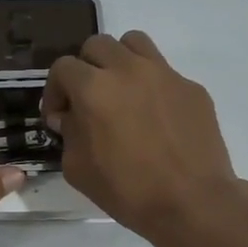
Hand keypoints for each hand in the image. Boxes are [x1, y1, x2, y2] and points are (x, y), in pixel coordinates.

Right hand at [43, 31, 247, 246]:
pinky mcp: (192, 87)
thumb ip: (69, 134)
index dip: (55, 90)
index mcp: (94, 88)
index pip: (63, 67)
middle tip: (88, 100)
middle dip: (85, 69)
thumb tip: (72, 118)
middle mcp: (128, 70)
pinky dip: (151, 86)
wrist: (192, 203)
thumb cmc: (127, 190)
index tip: (60, 117)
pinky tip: (155, 118)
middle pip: (97, 45)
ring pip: (134, 43)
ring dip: (119, 61)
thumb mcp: (78, 169)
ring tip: (121, 92)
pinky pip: (164, 72)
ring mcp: (165, 74)